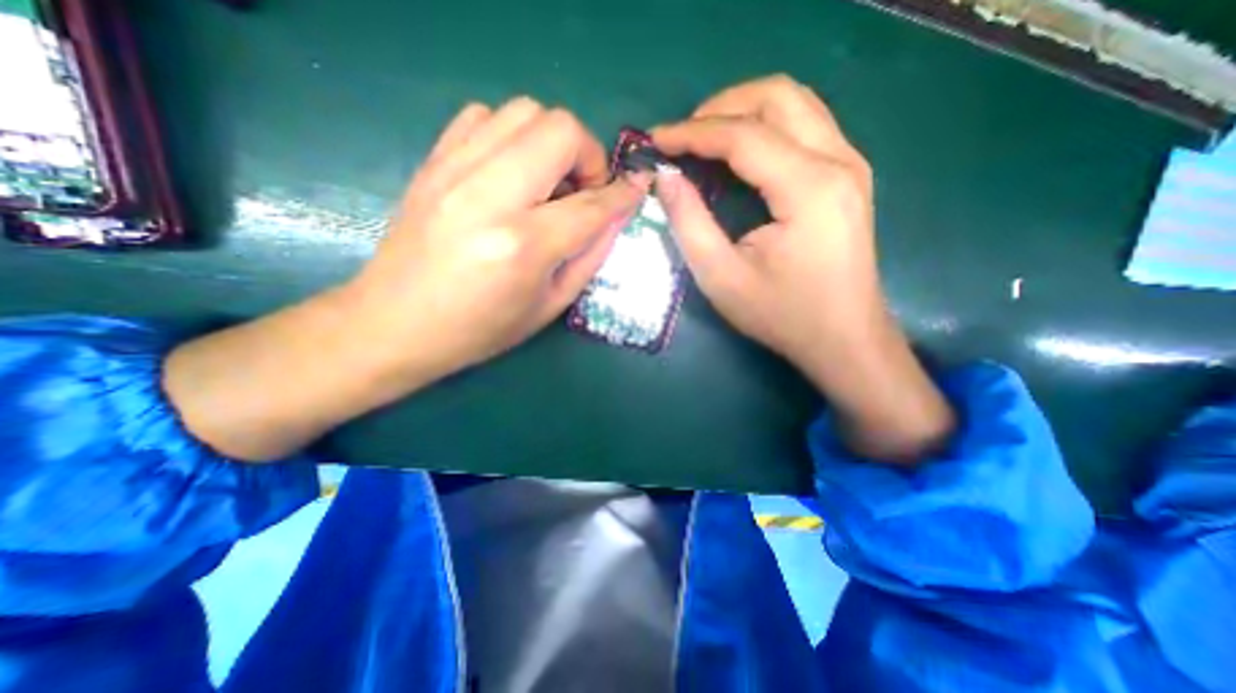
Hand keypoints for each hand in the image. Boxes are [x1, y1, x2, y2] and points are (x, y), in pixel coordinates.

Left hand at [166, 101, 648, 460]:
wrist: (396, 324)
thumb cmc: (481, 329)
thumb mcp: (550, 306)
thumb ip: (590, 256)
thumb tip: (617, 215)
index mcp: (524, 245)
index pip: (592, 204)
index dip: (623, 195)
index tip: (637, 188)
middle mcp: (490, 196)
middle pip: (559, 129)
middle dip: (588, 156)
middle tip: (582, 192)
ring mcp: (454, 171)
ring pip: (523, 111)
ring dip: (550, 142)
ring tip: (547, 183)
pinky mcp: (433, 162)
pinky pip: (483, 117)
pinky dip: (511, 136)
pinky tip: (511, 172)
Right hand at [651, 76, 947, 463]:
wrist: (843, 339)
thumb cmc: (781, 315)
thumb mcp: (721, 277)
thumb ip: (689, 222)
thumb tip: (665, 178)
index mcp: (808, 188)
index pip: (743, 136)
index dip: (692, 133)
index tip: (656, 141)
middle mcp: (838, 161)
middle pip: (777, 96)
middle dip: (721, 107)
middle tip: (683, 137)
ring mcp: (850, 164)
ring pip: (795, 103)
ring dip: (744, 111)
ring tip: (704, 139)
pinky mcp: (849, 176)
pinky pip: (805, 125)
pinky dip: (766, 127)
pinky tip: (740, 153)